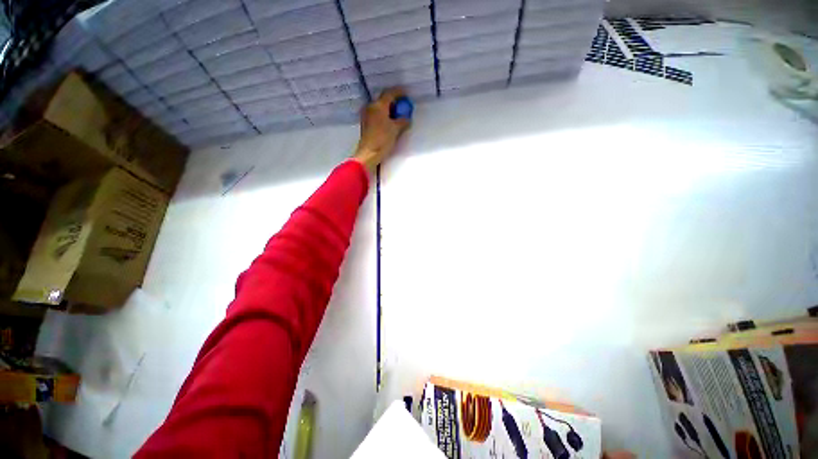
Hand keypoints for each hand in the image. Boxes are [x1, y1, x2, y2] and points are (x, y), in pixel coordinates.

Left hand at [353, 88, 410, 172]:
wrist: (368, 154)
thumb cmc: (382, 140)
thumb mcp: (396, 130)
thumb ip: (403, 121)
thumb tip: (406, 118)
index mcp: (378, 106)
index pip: (390, 93)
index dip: (399, 92)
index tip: (406, 94)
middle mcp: (371, 107)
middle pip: (384, 99)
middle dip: (394, 101)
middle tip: (403, 106)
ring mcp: (367, 115)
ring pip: (379, 107)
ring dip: (389, 109)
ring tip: (397, 115)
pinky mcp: (366, 124)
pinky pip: (376, 114)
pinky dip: (384, 115)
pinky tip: (390, 122)